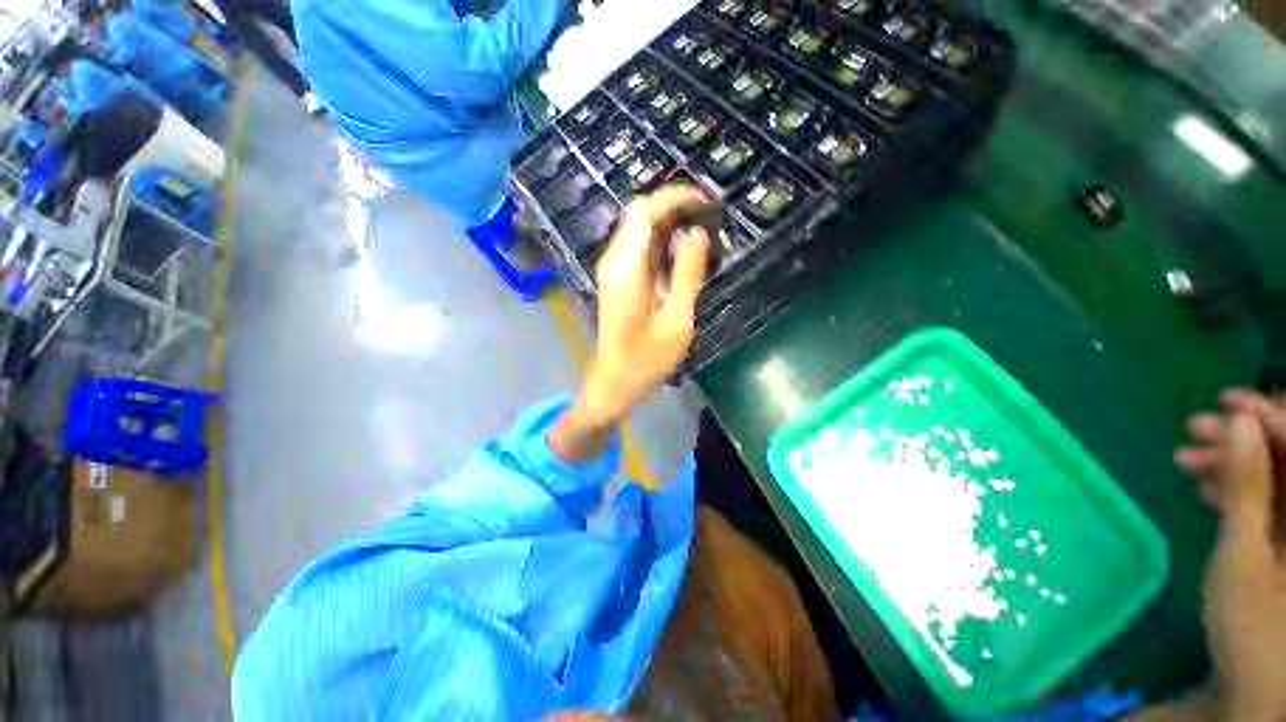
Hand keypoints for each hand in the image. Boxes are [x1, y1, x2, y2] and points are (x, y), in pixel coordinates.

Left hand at [549, 185, 711, 463]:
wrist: (615, 380)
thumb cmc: (648, 357)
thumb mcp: (677, 318)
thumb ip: (688, 272)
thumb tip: (698, 233)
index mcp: (627, 266)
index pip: (646, 209)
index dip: (677, 197)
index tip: (707, 203)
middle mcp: (614, 259)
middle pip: (640, 212)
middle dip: (675, 207)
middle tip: (709, 219)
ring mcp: (612, 268)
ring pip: (639, 227)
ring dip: (669, 223)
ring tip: (702, 235)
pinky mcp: (616, 278)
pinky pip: (638, 246)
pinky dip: (661, 241)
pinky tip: (682, 255)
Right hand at [1176, 390, 1285, 721]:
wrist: (1254, 683)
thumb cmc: (1254, 626)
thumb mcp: (1244, 557)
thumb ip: (1248, 488)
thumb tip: (1238, 422)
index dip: (1271, 416)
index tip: (1226, 401)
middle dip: (1245, 438)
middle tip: (1195, 429)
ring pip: (1276, 476)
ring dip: (1234, 463)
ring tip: (1187, 460)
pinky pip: (1269, 500)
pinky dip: (1238, 489)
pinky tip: (1206, 489)